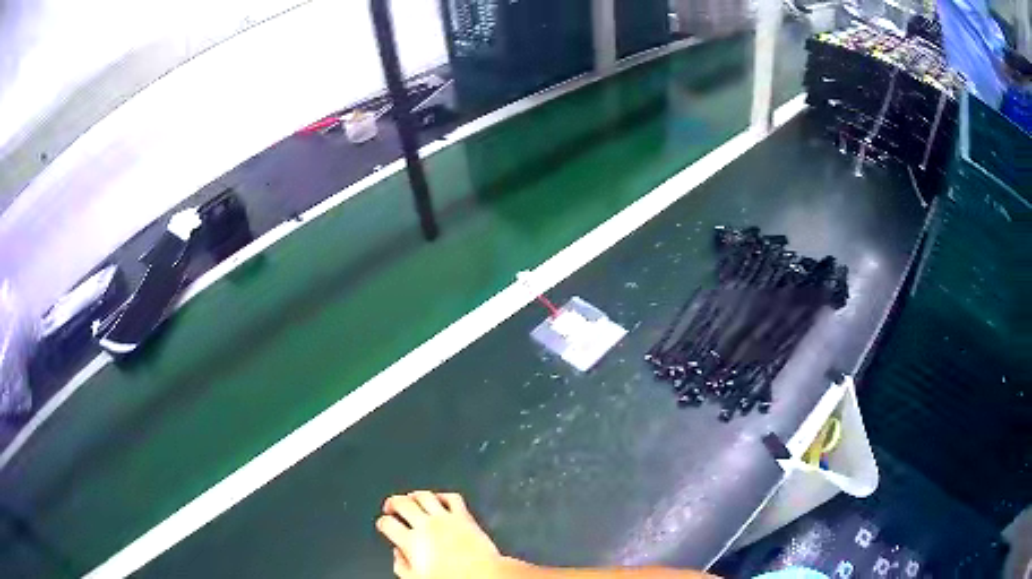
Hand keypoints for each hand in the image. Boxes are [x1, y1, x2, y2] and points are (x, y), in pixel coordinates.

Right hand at [376, 491, 502, 578]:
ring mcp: (446, 518)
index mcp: (411, 542)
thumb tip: (398, 555)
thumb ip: (402, 566)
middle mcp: (427, 526)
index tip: (384, 525)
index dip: (383, 523)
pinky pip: (452, 497)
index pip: (388, 523)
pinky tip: (439, 499)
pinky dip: (443, 495)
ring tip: (411, 499)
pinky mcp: (466, 516)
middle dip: (393, 502)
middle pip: (402, 503)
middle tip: (391, 506)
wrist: (484, 577)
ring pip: (424, 495)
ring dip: (414, 495)